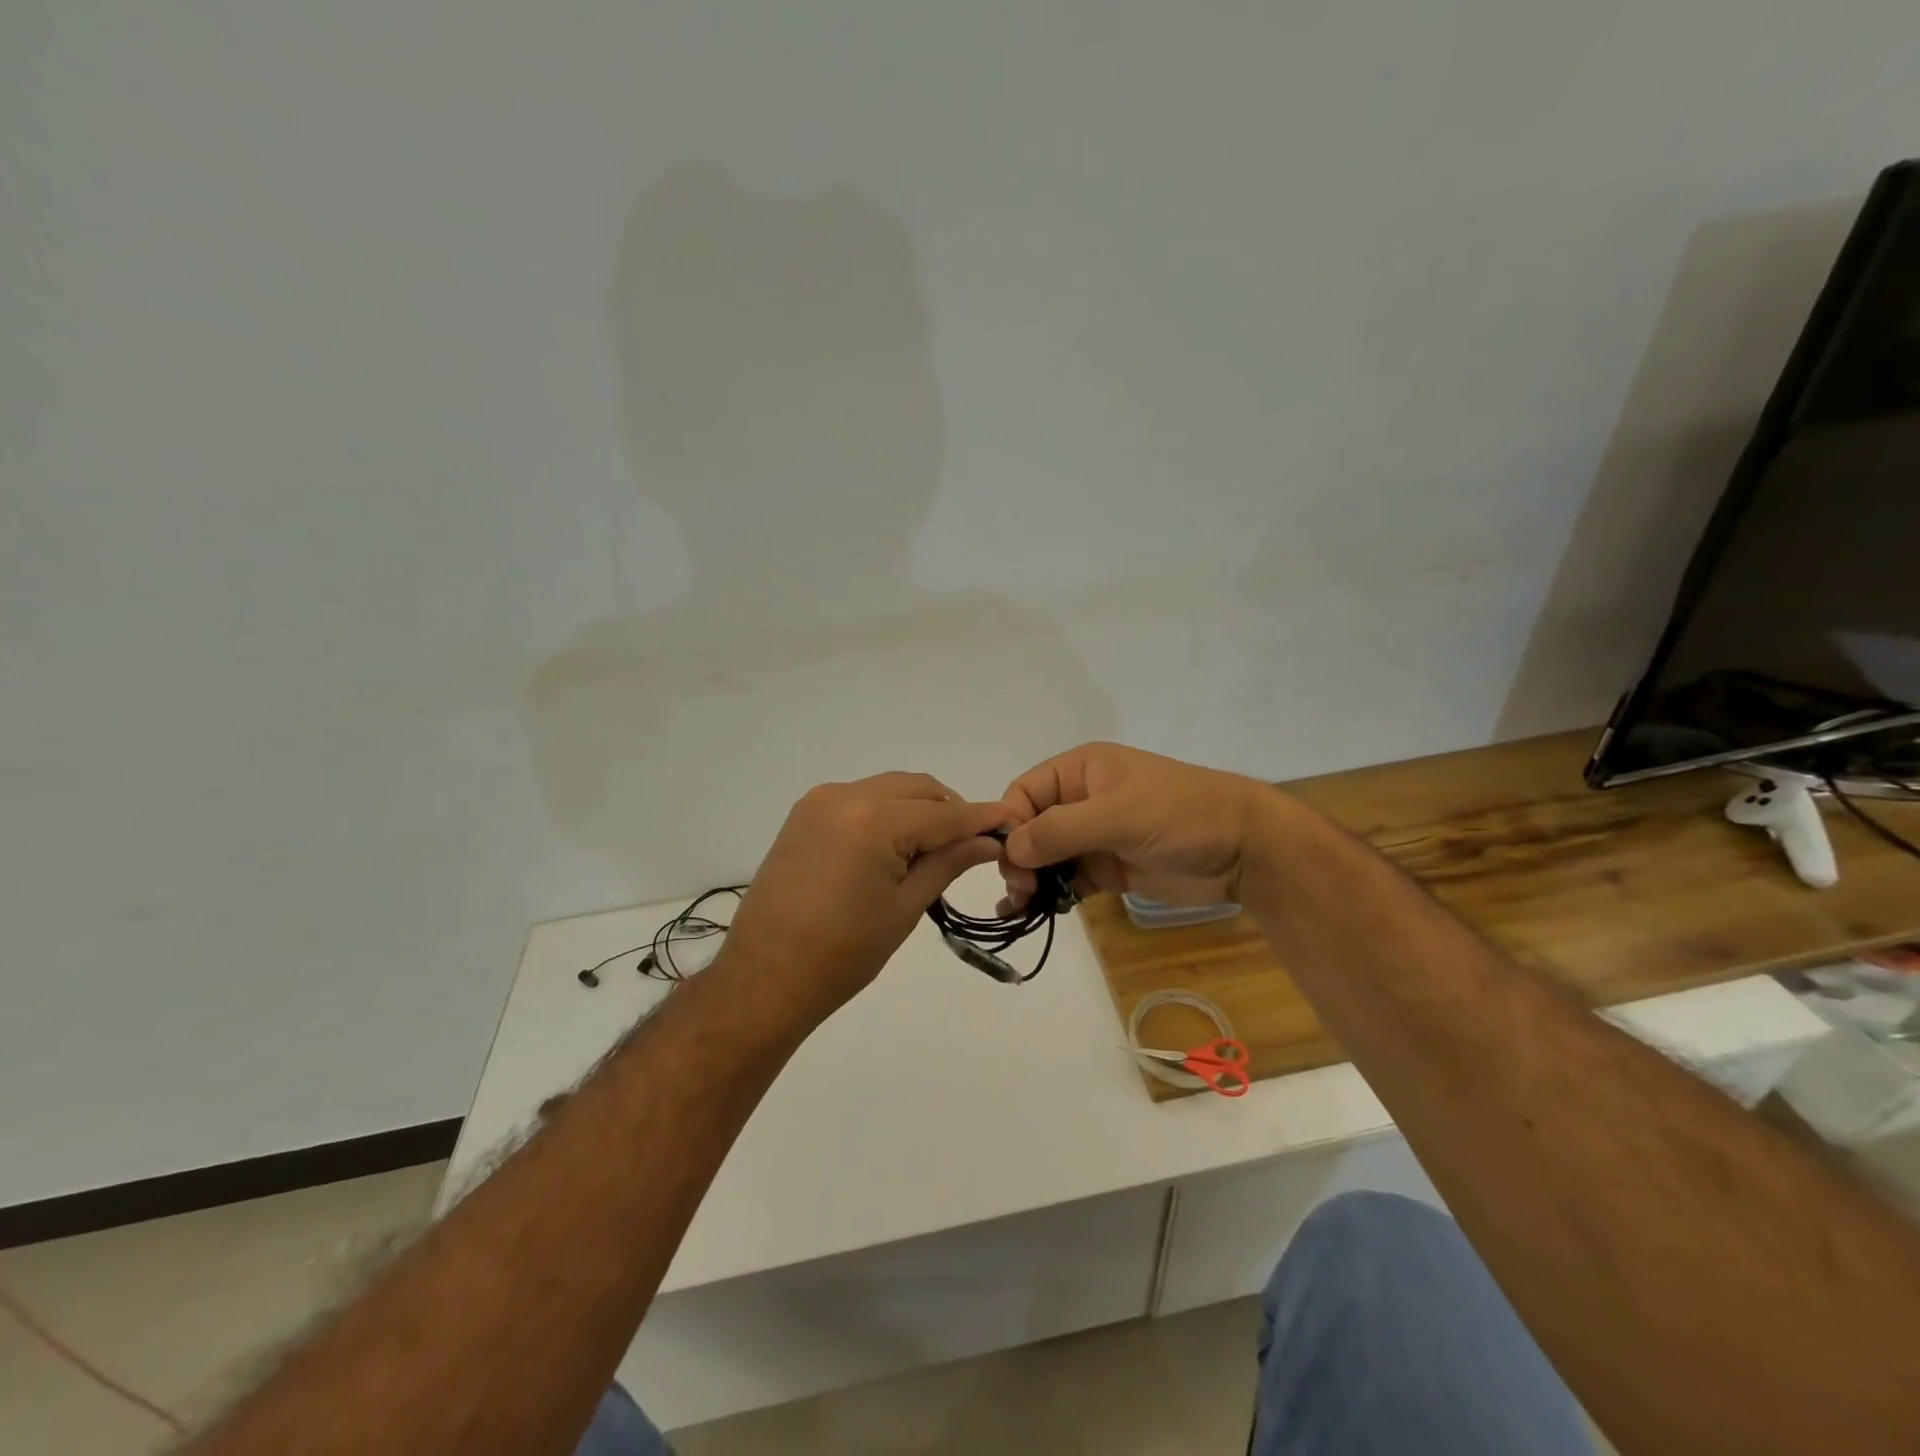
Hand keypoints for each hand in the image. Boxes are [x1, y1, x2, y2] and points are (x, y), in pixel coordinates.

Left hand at [720, 773, 1009, 1026]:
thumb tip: (989, 841)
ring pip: (889, 789)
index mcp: (874, 819)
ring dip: (918, 810)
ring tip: (933, 851)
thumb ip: (949, 862)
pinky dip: (886, 813)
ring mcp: (819, 802)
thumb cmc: (842, 953)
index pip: (944, 813)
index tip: (1011, 822)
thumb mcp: (906, 907)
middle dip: (950, 810)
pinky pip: (861, 799)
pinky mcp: (804, 814)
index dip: (981, 818)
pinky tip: (895, 847)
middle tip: (972, 845)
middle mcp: (845, 796)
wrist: (764, 977)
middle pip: (917, 789)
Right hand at [999, 743, 1273, 907]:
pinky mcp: (1108, 868)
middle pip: (1030, 826)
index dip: (1009, 823)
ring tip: (1019, 907)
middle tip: (1021, 889)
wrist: (1245, 850)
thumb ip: (1061, 830)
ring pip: (1045, 856)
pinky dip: (1049, 894)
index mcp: (1081, 771)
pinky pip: (1067, 879)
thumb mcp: (1119, 815)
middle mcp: (1081, 800)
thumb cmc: (1181, 815)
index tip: (1008, 860)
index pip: (1024, 792)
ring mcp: (1095, 836)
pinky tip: (1029, 913)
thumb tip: (1010, 849)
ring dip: (1029, 878)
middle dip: (1018, 856)